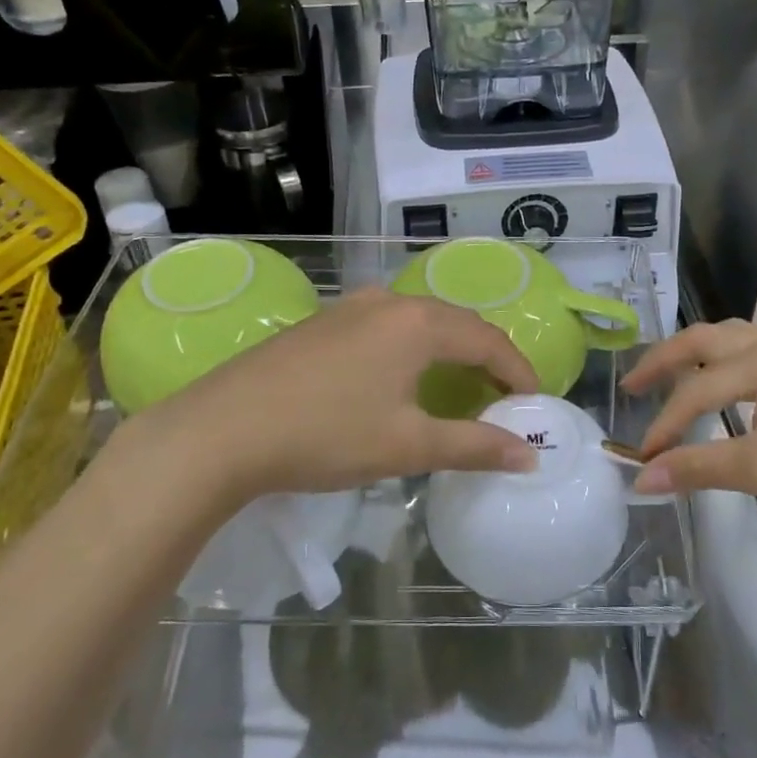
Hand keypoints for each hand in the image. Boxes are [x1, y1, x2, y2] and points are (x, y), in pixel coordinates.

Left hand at [109, 289, 538, 509]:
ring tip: (461, 389)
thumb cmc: (326, 435)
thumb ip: (474, 446)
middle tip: (504, 399)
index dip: (518, 372)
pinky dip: (414, 350)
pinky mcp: (324, 322)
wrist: (222, 430)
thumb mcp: (408, 445)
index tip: (535, 405)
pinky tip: (403, 379)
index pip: (488, 340)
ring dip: (449, 353)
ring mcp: (351, 307)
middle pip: (457, 324)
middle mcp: (389, 301)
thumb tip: (529, 456)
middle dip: (487, 359)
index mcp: (418, 323)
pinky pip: (388, 327)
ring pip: (420, 323)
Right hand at [621, 320, 756, 541]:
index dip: (664, 425)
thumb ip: (698, 468)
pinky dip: (731, 361)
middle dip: (665, 360)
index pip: (696, 390)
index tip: (641, 458)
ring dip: (699, 354)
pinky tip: (735, 379)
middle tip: (632, 385)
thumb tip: (641, 479)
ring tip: (673, 376)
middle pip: (706, 339)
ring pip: (736, 339)